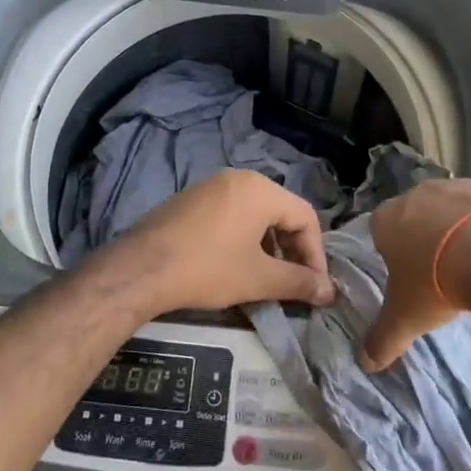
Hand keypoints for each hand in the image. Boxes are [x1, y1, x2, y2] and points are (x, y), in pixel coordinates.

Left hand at [87, 169, 336, 319]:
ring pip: (256, 214)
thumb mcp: (259, 278)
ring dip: (269, 246)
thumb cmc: (208, 268)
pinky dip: (244, 238)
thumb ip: (299, 282)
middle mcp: (239, 178)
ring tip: (267, 278)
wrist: (141, 269)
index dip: (316, 254)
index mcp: (261, 189)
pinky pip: (231, 214)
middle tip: (294, 283)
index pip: (306, 216)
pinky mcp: (191, 200)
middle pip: (282, 212)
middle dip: (293, 250)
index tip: (315, 286)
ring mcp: (212, 186)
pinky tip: (236, 265)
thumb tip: (329, 292)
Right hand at [362, 177, 470, 370]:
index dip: (394, 251)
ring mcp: (457, 186)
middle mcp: (418, 194)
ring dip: (460, 227)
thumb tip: (365, 363)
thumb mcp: (405, 318)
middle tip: (443, 270)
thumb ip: (382, 339)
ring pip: (453, 206)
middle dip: (427, 237)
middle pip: (417, 214)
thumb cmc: (436, 282)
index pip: (381, 230)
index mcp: (388, 219)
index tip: (410, 274)